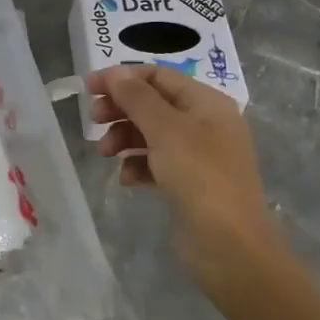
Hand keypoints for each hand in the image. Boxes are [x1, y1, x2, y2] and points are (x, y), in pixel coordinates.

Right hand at [89, 65, 279, 286]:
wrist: (231, 247)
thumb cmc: (200, 177)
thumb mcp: (166, 130)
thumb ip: (137, 98)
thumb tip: (116, 71)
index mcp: (207, 102)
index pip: (159, 76)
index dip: (122, 78)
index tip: (89, 88)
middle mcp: (205, 123)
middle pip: (153, 103)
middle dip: (121, 109)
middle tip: (93, 120)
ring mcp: (199, 155)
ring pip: (152, 133)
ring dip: (124, 137)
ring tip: (106, 153)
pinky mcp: (190, 183)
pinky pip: (157, 163)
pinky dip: (138, 165)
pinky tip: (126, 178)